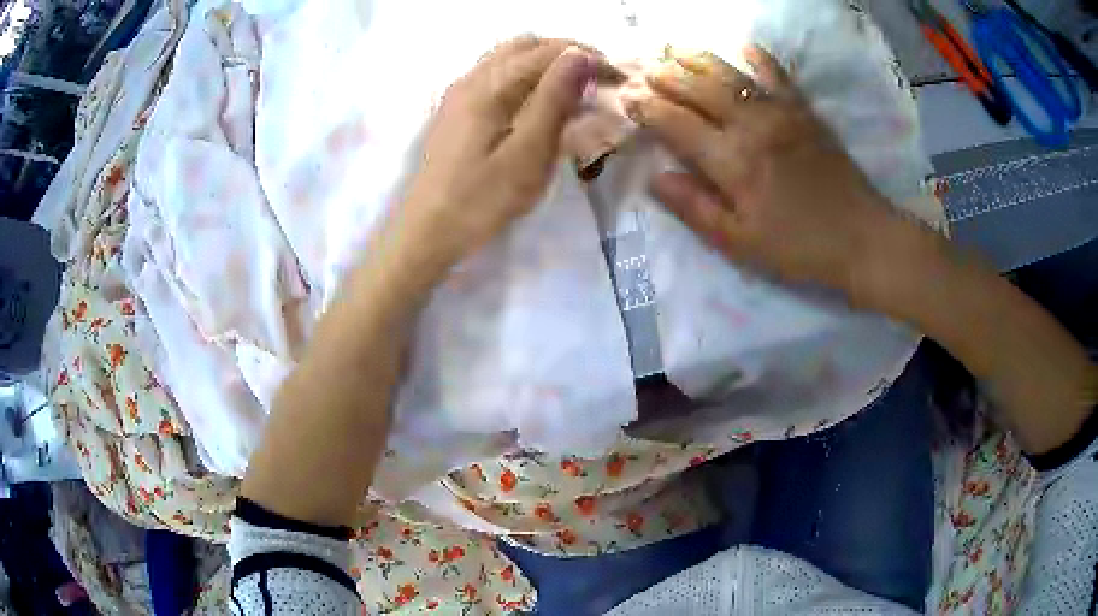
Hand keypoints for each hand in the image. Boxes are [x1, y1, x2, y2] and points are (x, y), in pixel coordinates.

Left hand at [388, 37, 599, 284]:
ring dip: (546, 63)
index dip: (588, 56)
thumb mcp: (528, 153)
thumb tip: (580, 54)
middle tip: (598, 81)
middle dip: (568, 54)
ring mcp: (460, 91)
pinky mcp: (457, 108)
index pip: (548, 51)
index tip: (618, 78)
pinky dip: (525, 76)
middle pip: (527, 44)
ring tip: (573, 90)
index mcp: (489, 85)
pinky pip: (496, 74)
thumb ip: (554, 99)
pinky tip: (538, 102)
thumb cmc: (481, 199)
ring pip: (509, 56)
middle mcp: (472, 77)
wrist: (428, 231)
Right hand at [624, 47, 893, 298]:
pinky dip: (757, 56)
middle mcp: (751, 125)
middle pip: (698, 88)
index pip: (676, 123)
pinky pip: (776, 73)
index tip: (626, 97)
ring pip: (729, 72)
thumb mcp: (740, 243)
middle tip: (642, 68)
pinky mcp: (804, 110)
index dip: (647, 108)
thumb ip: (695, 208)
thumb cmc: (798, 248)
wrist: (861, 238)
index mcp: (732, 162)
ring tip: (673, 48)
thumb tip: (654, 178)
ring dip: (697, 57)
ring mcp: (780, 112)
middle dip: (665, 76)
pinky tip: (742, 45)